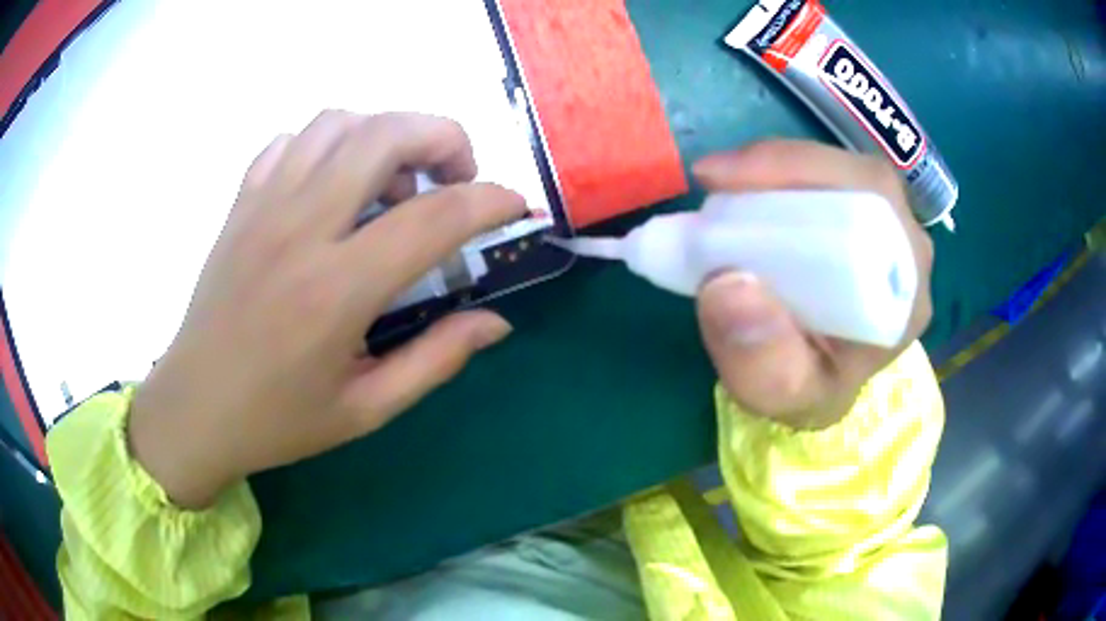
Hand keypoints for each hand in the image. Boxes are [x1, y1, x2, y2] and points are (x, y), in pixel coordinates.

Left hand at [129, 111, 525, 508]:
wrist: (194, 409)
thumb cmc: (278, 420)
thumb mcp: (366, 409)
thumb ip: (436, 359)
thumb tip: (496, 321)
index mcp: (336, 291)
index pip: (435, 217)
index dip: (490, 202)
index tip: (514, 207)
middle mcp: (300, 229)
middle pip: (387, 133)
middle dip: (444, 139)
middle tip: (456, 179)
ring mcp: (263, 207)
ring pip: (339, 122)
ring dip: (385, 135)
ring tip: (392, 184)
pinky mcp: (240, 204)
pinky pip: (291, 140)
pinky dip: (329, 144)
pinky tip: (334, 185)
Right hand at [692, 141, 933, 429]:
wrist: (815, 388)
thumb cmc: (805, 392)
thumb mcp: (780, 395)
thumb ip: (761, 361)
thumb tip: (726, 283)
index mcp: (904, 294)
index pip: (872, 208)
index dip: (805, 179)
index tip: (724, 185)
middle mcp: (907, 251)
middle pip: (858, 178)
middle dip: (782, 166)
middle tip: (713, 179)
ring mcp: (888, 229)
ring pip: (841, 170)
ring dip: (777, 168)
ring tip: (721, 185)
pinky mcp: (861, 218)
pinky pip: (827, 179)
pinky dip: (779, 175)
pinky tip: (744, 191)